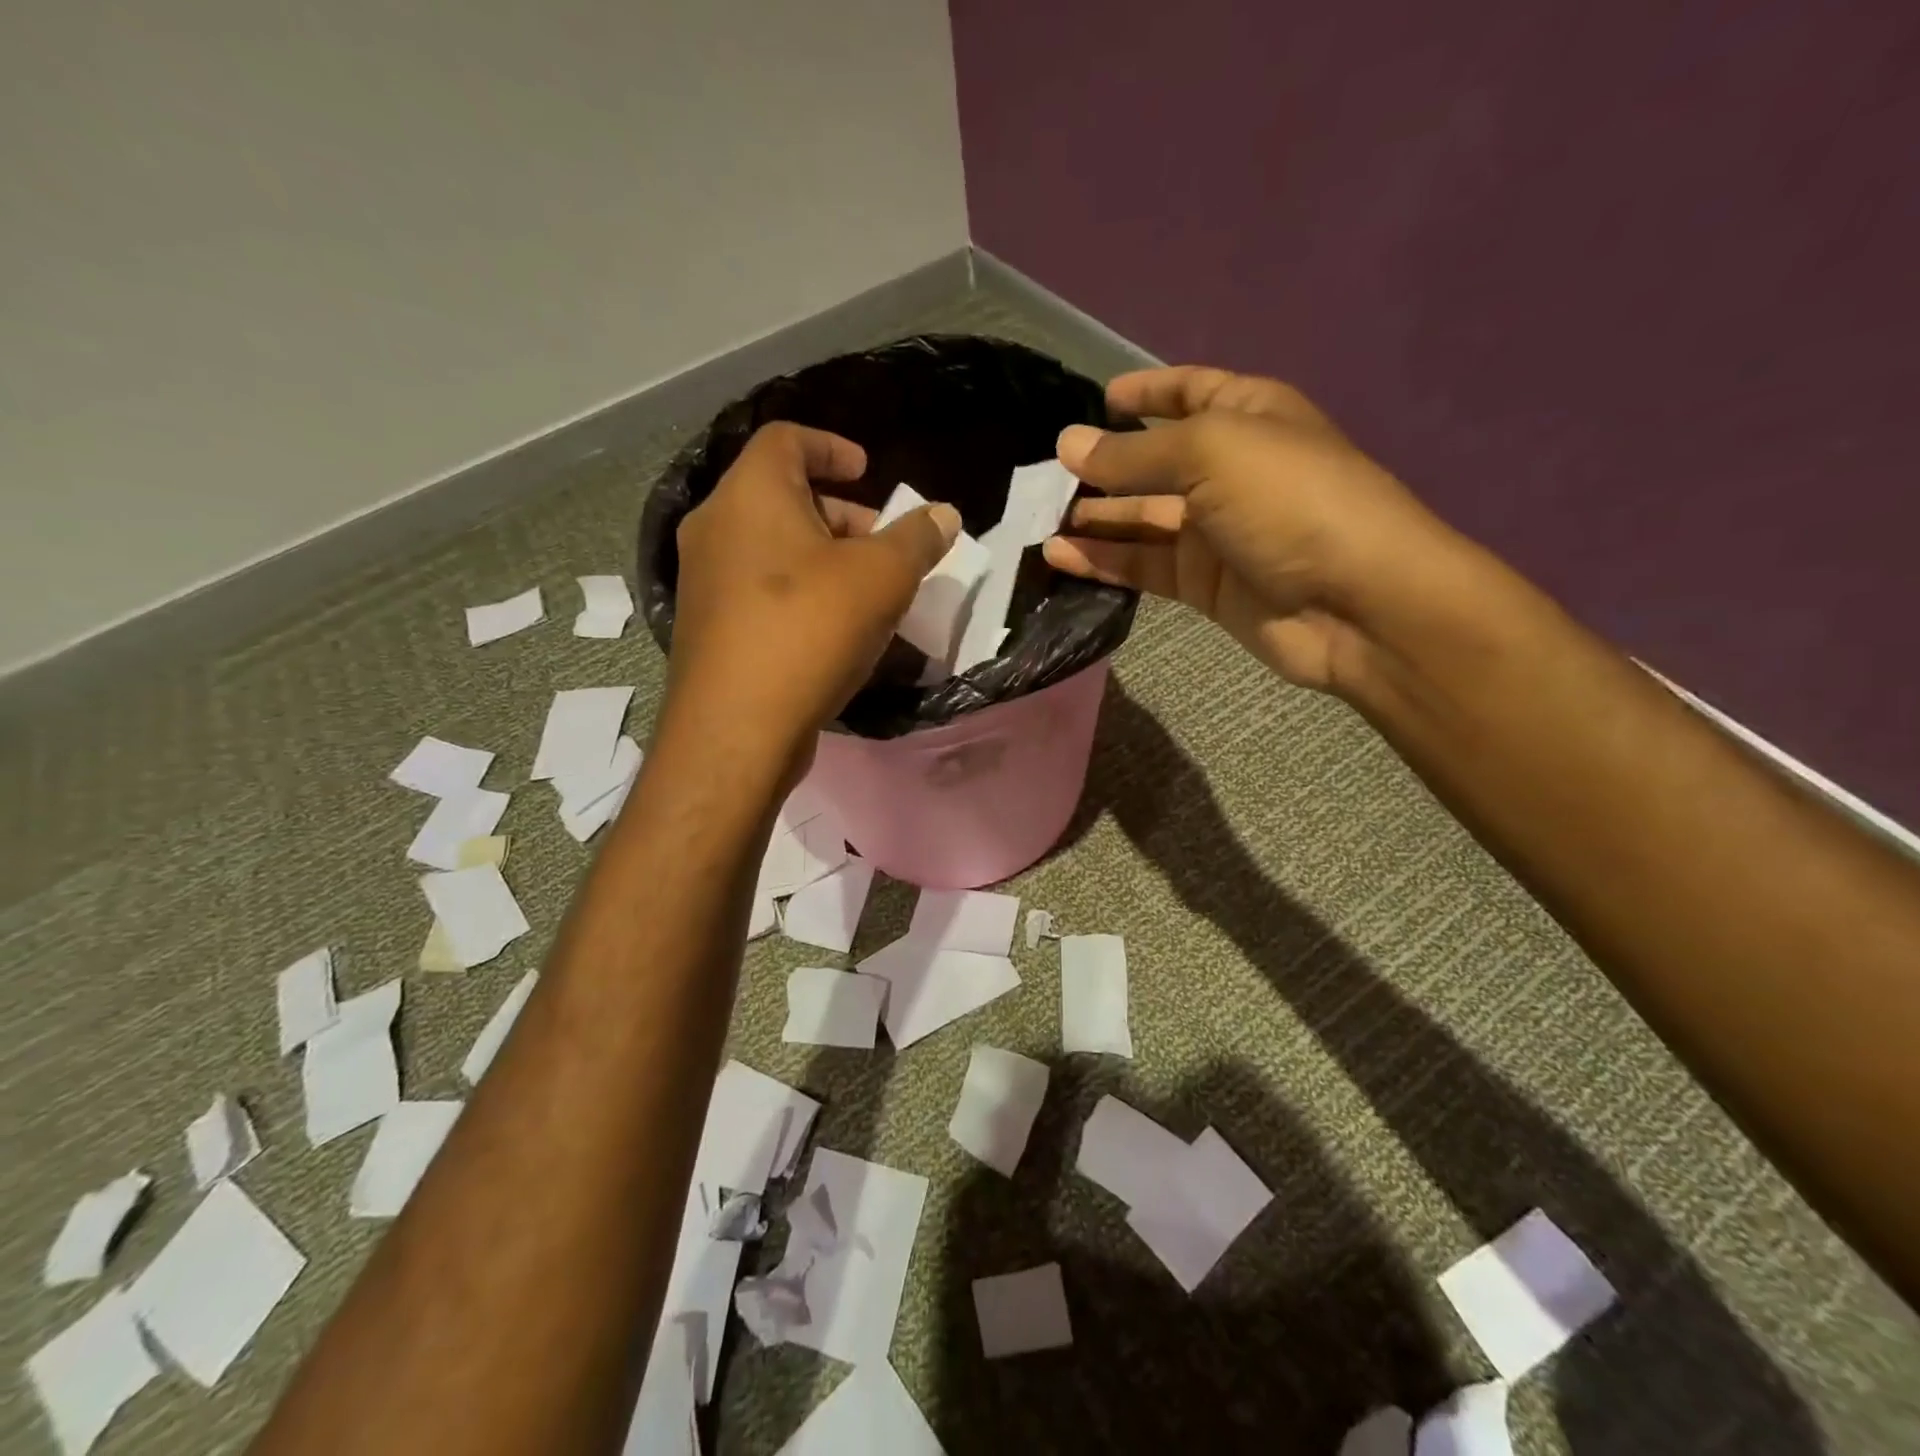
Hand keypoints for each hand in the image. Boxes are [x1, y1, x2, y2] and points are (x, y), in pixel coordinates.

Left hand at [666, 422, 959, 755]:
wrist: (737, 728)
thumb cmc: (809, 630)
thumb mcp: (882, 578)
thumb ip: (916, 539)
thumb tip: (943, 515)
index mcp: (750, 494)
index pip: (786, 439)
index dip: (832, 447)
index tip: (868, 471)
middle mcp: (715, 527)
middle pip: (781, 496)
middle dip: (840, 515)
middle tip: (882, 544)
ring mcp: (704, 581)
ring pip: (771, 548)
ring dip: (823, 558)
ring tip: (868, 592)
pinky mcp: (709, 628)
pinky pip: (760, 590)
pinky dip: (800, 592)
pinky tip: (835, 630)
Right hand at [1043, 366, 1460, 693]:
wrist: (1356, 603)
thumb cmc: (1291, 501)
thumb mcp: (1210, 454)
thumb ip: (1133, 455)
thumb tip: (1067, 444)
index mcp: (1247, 417)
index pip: (1192, 392)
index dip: (1149, 393)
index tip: (1100, 398)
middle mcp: (1230, 471)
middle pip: (1155, 463)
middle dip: (1104, 466)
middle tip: (1045, 477)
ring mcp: (1216, 533)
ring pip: (1143, 520)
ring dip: (1095, 519)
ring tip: (1039, 521)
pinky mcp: (1204, 586)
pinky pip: (1145, 566)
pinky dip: (1104, 561)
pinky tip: (1059, 557)